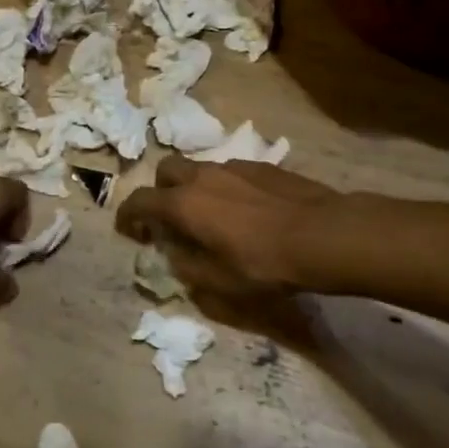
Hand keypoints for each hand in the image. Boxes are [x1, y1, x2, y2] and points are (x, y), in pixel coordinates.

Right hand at [116, 155, 340, 298]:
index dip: (127, 214)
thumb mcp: (219, 282)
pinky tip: (244, 209)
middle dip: (160, 190)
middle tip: (169, 217)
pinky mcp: (261, 165)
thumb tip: (174, 255)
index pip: (140, 201)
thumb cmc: (264, 264)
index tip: (126, 228)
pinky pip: (229, 171)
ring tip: (209, 214)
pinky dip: (223, 186)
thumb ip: (187, 267)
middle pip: (166, 170)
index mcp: (184, 204)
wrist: (322, 234)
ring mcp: (233, 166)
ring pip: (199, 168)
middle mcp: (202, 176)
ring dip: (193, 187)